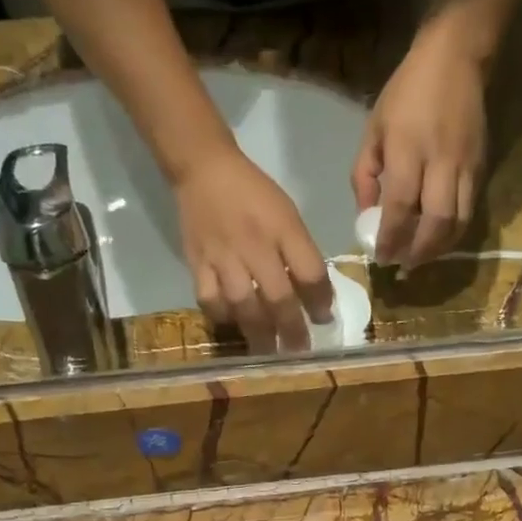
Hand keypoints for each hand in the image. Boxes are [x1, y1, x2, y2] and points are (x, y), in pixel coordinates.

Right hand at [175, 150, 333, 351]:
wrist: (205, 169)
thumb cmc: (254, 193)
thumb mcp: (287, 214)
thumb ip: (300, 251)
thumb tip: (314, 294)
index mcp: (283, 229)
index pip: (310, 272)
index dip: (321, 301)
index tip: (324, 319)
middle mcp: (255, 245)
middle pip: (278, 296)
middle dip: (292, 329)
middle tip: (299, 350)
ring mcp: (223, 256)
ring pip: (243, 304)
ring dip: (259, 332)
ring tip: (268, 351)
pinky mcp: (197, 262)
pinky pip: (210, 299)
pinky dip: (222, 316)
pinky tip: (232, 323)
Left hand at [353, 27, 486, 267]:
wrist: (456, 59)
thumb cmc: (406, 93)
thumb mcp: (373, 129)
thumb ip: (365, 175)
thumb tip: (366, 215)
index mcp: (408, 150)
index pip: (400, 207)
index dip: (391, 238)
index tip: (381, 258)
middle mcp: (441, 162)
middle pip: (436, 222)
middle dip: (419, 251)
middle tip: (404, 265)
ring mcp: (466, 166)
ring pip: (458, 221)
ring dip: (439, 247)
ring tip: (421, 257)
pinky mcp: (482, 167)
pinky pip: (469, 210)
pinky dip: (453, 231)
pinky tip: (438, 238)